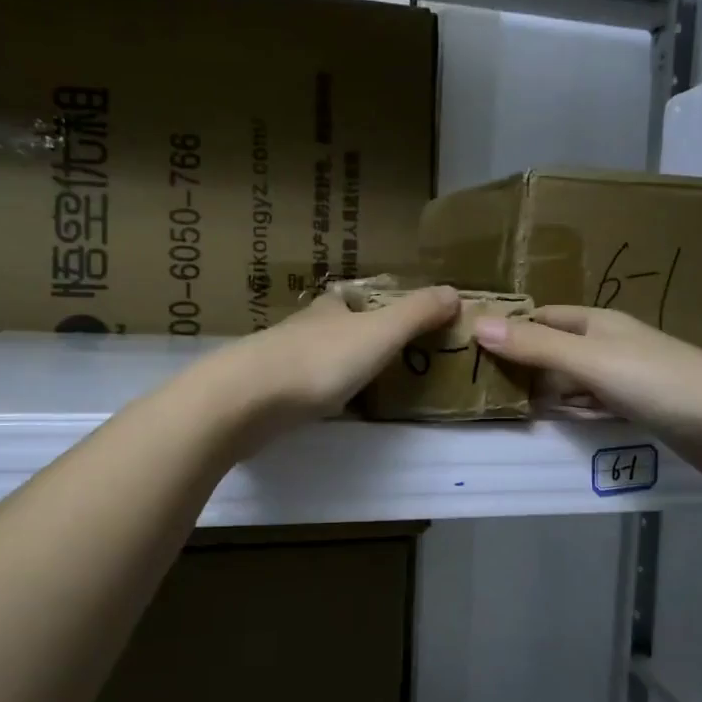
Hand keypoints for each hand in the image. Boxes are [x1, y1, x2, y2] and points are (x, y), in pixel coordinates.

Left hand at [200, 286, 460, 443]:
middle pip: (324, 328)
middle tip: (372, 357)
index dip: (363, 304)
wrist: (247, 400)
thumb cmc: (320, 361)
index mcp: (327, 312)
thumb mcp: (380, 334)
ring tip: (350, 386)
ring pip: (306, 357)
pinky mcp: (259, 395)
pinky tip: (316, 410)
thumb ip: (416, 314)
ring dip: (325, 366)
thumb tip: (455, 291)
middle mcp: (299, 330)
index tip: (382, 317)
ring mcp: (275, 362)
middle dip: (343, 336)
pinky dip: (306, 394)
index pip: (345, 299)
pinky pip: (291, 389)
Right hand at [471, 305, 701, 474]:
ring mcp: (626, 376)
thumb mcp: (589, 362)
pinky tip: (562, 422)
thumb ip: (535, 347)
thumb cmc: (658, 382)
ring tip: (510, 409)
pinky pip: (593, 404)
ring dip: (548, 392)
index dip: (510, 329)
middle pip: (554, 349)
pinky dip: (575, 411)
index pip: (542, 317)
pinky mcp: (639, 406)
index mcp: (597, 322)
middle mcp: (609, 343)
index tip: (472, 349)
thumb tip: (476, 324)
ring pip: (572, 380)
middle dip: (525, 366)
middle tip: (484, 390)